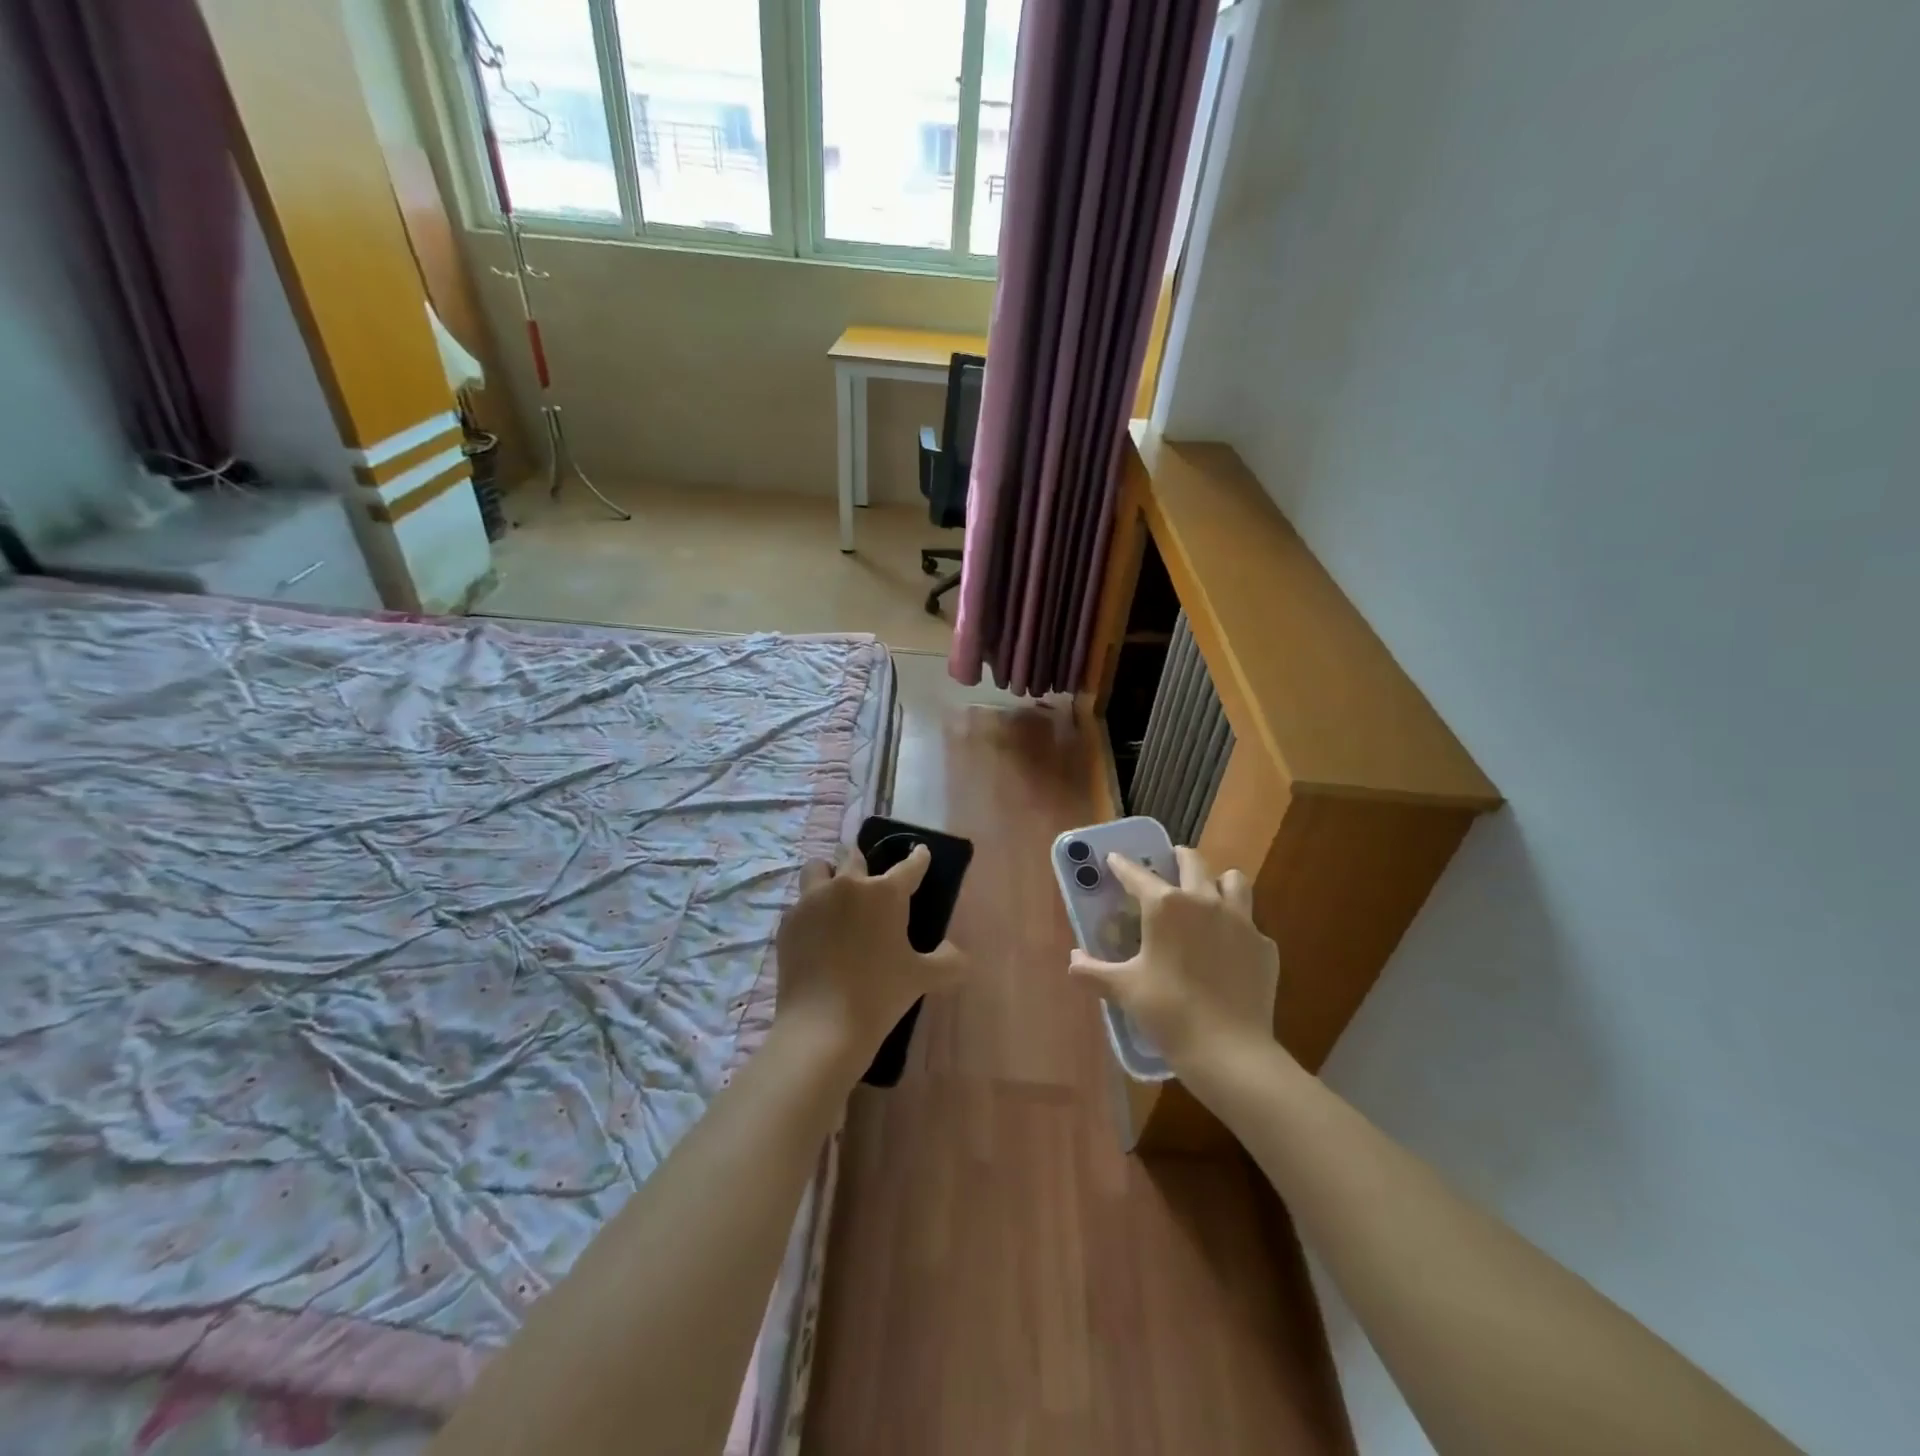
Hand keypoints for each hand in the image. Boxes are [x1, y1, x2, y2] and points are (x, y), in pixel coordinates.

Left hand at [774, 845, 967, 1074]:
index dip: (918, 858)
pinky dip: (810, 910)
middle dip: (864, 862)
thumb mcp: (924, 978)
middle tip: (870, 880)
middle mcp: (847, 885)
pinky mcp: (788, 922)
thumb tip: (956, 953)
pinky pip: (800, 903)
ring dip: (829, 874)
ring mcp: (812, 901)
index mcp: (885, 893)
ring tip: (835, 896)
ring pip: (818, 868)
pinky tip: (817, 933)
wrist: (822, 1025)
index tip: (920, 853)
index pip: (909, 865)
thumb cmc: (880, 994)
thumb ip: (949, 961)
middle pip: (854, 856)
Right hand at [1069, 846, 1280, 1078]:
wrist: (1229, 1051)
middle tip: (1167, 865)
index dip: (1122, 865)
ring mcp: (1241, 921)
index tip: (1114, 859)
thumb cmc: (1168, 1012)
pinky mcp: (1265, 946)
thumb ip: (1092, 971)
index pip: (1137, 874)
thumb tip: (1073, 959)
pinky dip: (1237, 928)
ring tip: (1207, 896)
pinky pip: (1250, 924)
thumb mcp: (1123, 990)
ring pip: (1233, 881)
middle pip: (1192, 861)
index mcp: (1165, 906)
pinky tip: (1228, 949)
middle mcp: (1204, 901)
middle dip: (1176, 858)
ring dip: (1218, 881)